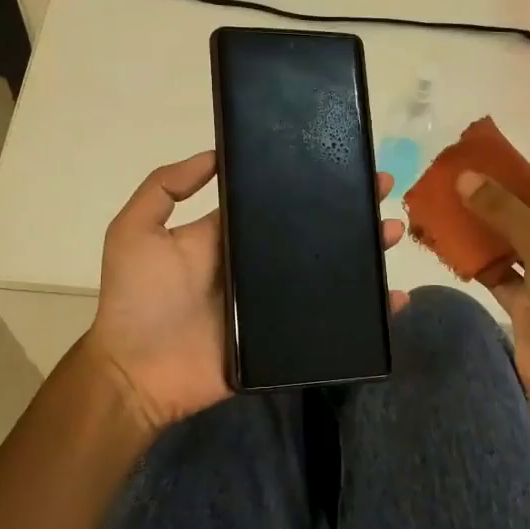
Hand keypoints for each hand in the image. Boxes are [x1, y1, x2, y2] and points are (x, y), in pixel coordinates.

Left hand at [83, 150, 407, 434]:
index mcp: (230, 236)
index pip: (276, 201)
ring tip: (392, 233)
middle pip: (312, 232)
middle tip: (384, 190)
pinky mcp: (286, 339)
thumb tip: (216, 154)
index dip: (308, 181)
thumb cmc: (135, 300)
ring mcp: (274, 303)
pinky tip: (394, 299)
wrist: (135, 375)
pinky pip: (332, 323)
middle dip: (348, 210)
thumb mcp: (134, 231)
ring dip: (363, 253)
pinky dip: (366, 314)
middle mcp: (257, 264)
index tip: (342, 161)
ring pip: (329, 272)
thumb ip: (165, 187)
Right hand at [456, 166, 529, 440]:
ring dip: (484, 228)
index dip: (527, 173)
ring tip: (447, 207)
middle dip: (498, 199)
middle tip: (459, 183)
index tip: (487, 162)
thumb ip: (505, 211)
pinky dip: (478, 260)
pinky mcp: (529, 304)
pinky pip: (500, 272)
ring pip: (514, 243)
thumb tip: (465, 177)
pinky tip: (449, 244)